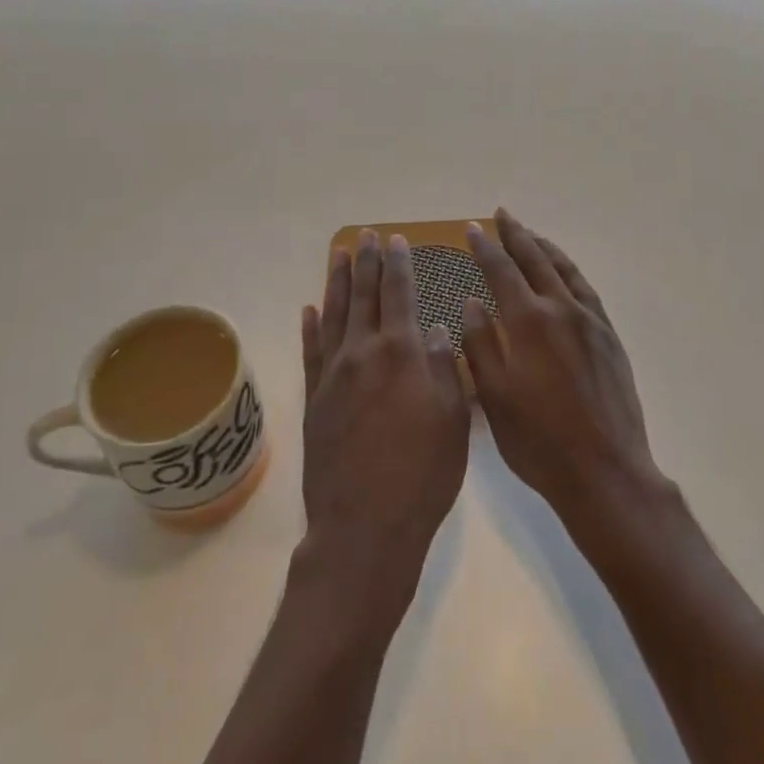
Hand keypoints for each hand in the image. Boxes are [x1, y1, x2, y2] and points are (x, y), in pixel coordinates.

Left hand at [299, 230, 469, 613]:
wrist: (365, 528)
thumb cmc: (423, 475)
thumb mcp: (453, 419)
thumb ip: (446, 367)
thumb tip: (438, 329)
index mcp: (402, 352)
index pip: (399, 293)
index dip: (398, 264)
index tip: (396, 240)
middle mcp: (363, 353)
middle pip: (363, 295)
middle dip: (366, 262)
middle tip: (366, 235)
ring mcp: (333, 376)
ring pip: (333, 315)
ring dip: (336, 282)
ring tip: (339, 255)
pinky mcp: (314, 400)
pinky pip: (310, 352)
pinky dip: (310, 327)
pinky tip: (309, 309)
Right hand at [461, 209, 664, 534]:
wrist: (605, 471)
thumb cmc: (539, 440)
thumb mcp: (494, 396)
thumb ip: (480, 344)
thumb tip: (472, 301)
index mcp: (528, 322)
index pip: (501, 271)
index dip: (485, 248)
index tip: (473, 228)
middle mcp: (561, 310)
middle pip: (535, 260)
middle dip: (516, 234)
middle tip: (502, 214)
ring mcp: (590, 322)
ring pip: (564, 270)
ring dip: (544, 247)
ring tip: (530, 234)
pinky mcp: (609, 337)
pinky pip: (586, 289)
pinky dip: (570, 271)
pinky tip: (564, 273)